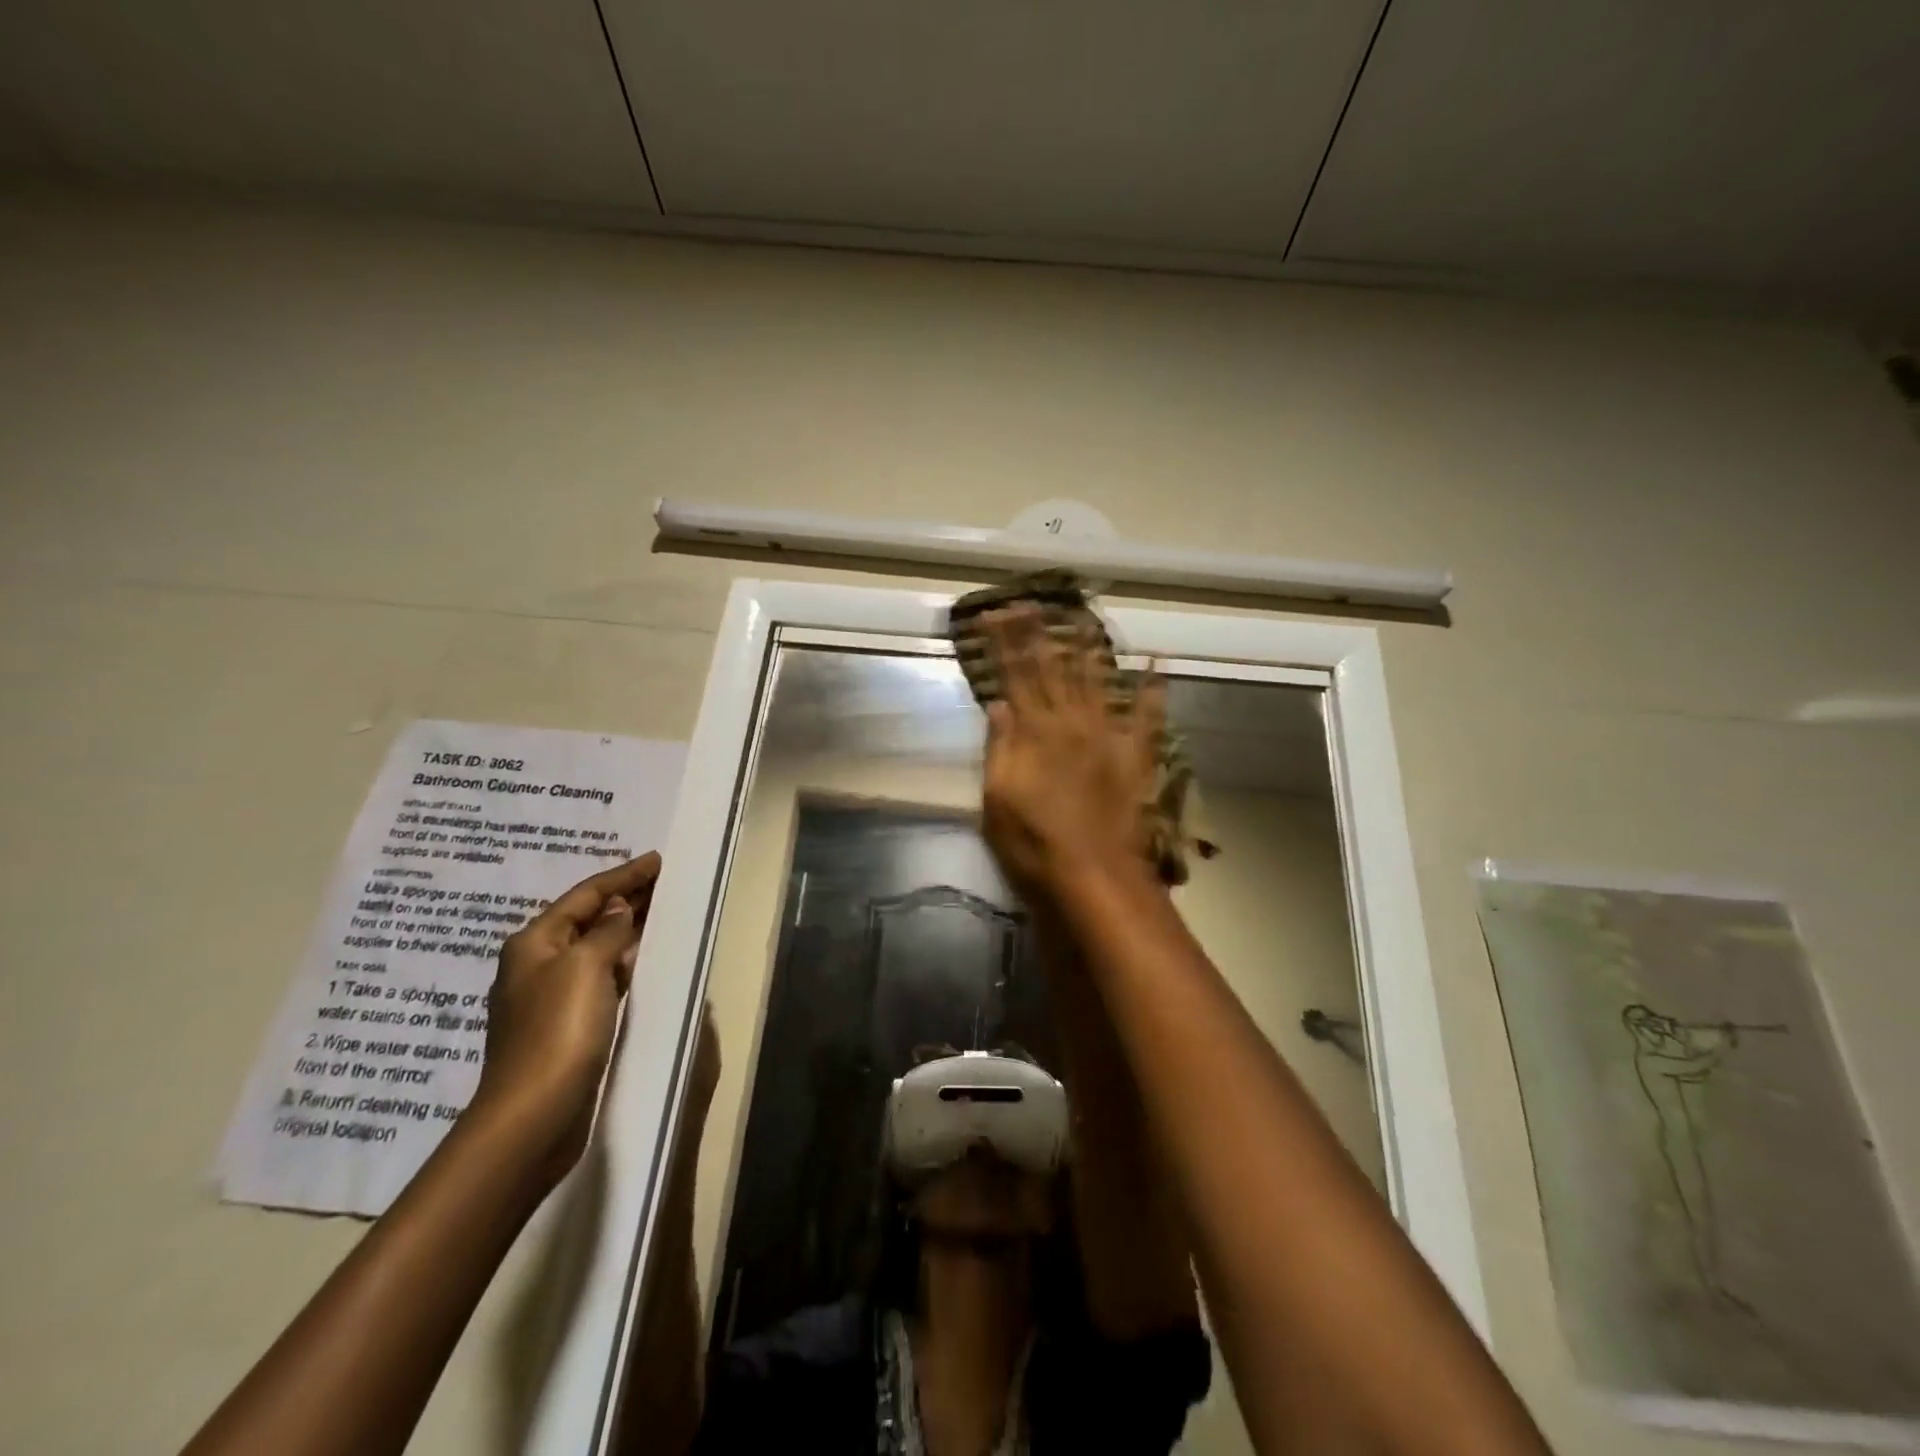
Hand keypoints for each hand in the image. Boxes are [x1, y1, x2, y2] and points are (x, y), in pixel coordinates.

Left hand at [468, 852, 661, 1183]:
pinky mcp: (563, 1025)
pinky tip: (641, 962)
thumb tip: (618, 909)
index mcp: (534, 942)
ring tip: (659, 914)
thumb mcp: (586, 967)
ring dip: (624, 930)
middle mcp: (536, 964)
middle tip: (664, 882)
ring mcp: (548, 997)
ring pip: (593, 949)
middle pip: (586, 919)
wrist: (533, 1115)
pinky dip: (621, 962)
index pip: (585, 895)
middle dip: (624, 899)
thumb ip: (607, 931)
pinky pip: (598, 977)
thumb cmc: (558, 1030)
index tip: (657, 860)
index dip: (623, 876)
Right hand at [977, 607, 1163, 897]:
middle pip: (1052, 669)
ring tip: (1081, 616)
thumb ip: (999, 749)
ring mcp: (1108, 738)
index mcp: (1036, 734)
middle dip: (1038, 634)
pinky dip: (1153, 688)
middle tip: (1029, 602)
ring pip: (1096, 681)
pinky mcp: (1135, 757)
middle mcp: (1072, 725)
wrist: (1094, 877)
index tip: (996, 614)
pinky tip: (1156, 662)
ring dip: (1087, 647)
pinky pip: (1147, 716)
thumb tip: (999, 704)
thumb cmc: (1035, 845)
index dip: (1005, 644)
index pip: (1016, 676)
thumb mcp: (997, 801)